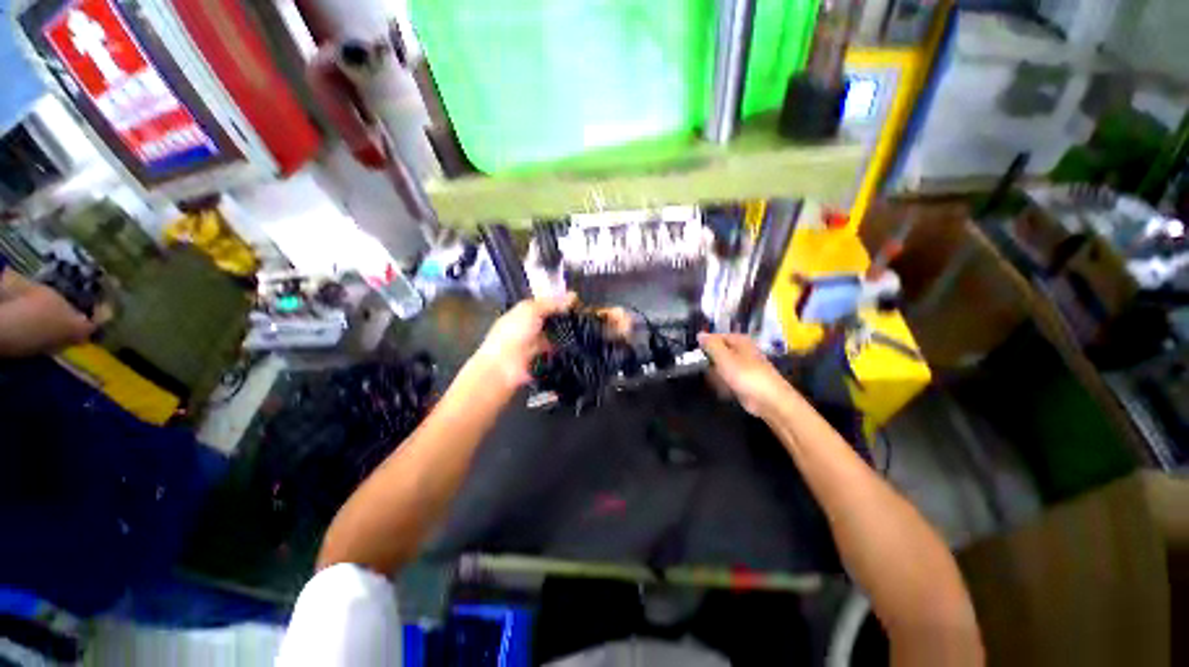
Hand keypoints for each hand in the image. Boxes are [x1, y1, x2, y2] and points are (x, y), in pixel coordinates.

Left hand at [473, 293, 577, 388]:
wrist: (503, 366)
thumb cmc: (512, 334)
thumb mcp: (531, 311)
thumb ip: (551, 303)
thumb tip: (572, 296)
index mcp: (523, 312)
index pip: (544, 303)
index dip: (558, 301)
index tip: (576, 300)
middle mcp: (529, 327)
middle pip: (551, 320)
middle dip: (564, 318)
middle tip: (584, 315)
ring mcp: (536, 344)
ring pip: (555, 336)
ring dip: (566, 334)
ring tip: (584, 330)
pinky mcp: (543, 359)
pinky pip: (557, 352)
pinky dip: (565, 350)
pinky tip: (577, 346)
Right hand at [698, 333, 793, 415]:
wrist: (769, 400)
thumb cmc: (745, 375)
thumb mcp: (724, 357)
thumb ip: (711, 344)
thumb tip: (700, 334)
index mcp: (739, 340)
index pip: (715, 337)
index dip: (704, 344)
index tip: (694, 354)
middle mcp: (741, 350)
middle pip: (718, 351)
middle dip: (709, 360)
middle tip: (701, 369)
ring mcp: (743, 366)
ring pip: (721, 366)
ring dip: (715, 373)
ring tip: (712, 380)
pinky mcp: (743, 380)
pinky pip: (727, 378)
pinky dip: (722, 382)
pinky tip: (720, 388)